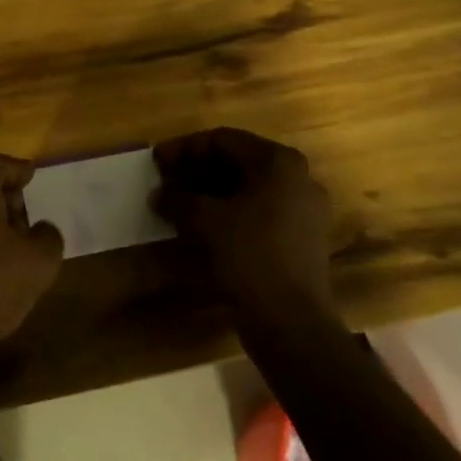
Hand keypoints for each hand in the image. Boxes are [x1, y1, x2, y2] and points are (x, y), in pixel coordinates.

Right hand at [151, 128, 336, 310]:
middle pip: (237, 162)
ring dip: (210, 193)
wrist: (291, 321)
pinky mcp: (300, 239)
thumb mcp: (204, 220)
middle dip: (197, 171)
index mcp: (278, 162)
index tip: (156, 161)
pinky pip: (258, 213)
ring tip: (177, 204)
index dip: (184, 148)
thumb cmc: (249, 255)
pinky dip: (228, 213)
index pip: (223, 140)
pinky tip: (201, 227)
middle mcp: (297, 178)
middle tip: (165, 181)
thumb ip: (178, 198)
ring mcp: (303, 210)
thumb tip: (160, 194)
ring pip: (247, 189)